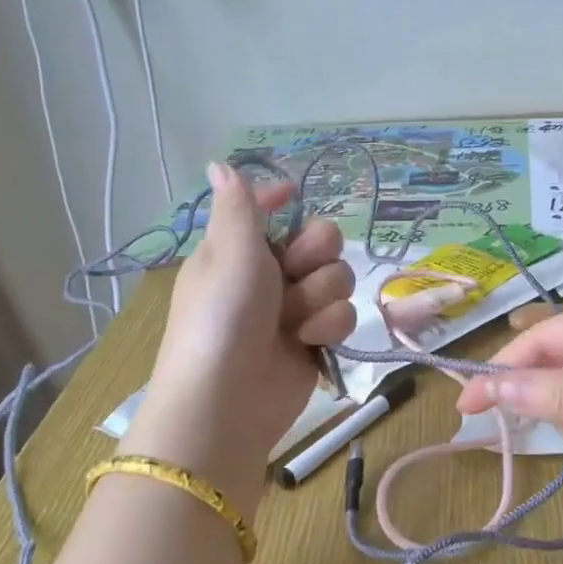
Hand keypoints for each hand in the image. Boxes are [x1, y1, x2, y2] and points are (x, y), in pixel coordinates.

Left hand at [122, 162, 355, 510]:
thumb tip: (220, 162)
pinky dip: (328, 326)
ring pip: (338, 278)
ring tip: (294, 319)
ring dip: (320, 295)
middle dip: (316, 254)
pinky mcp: (316, 340)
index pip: (270, 210)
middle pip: (322, 240)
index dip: (285, 201)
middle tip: (294, 269)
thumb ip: (239, 207)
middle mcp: (270, 274)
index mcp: (240, 248)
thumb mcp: (229, 253)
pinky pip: (343, 314)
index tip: (295, 197)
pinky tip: (309, 340)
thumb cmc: (222, 317)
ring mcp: (295, 309)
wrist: (228, 401)